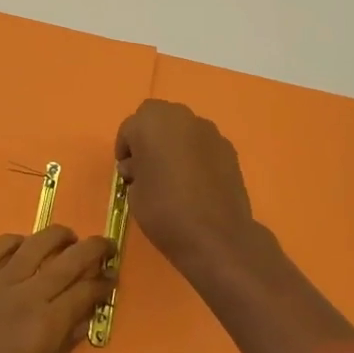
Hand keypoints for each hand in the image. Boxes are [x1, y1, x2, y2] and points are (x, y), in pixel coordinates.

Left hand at [0, 227, 113, 352]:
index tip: (113, 281)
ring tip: (70, 237)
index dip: (103, 285)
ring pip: (33, 245)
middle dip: (93, 249)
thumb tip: (81, 323)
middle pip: (68, 260)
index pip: (85, 293)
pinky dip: (12, 240)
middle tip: (107, 246)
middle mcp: (25, 296)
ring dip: (57, 236)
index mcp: (46, 328)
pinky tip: (22, 244)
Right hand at [115, 100, 256, 273]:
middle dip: (149, 137)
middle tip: (148, 167)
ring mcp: (208, 130)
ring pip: (182, 128)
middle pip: (157, 118)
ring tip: (174, 175)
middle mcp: (180, 116)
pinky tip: (196, 182)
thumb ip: (134, 170)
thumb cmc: (164, 211)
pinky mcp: (228, 147)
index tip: (127, 173)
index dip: (125, 150)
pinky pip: (203, 144)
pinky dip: (196, 155)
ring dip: (174, 143)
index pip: (129, 128)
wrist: (216, 236)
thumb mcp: (133, 193)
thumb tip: (139, 166)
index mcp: (150, 122)